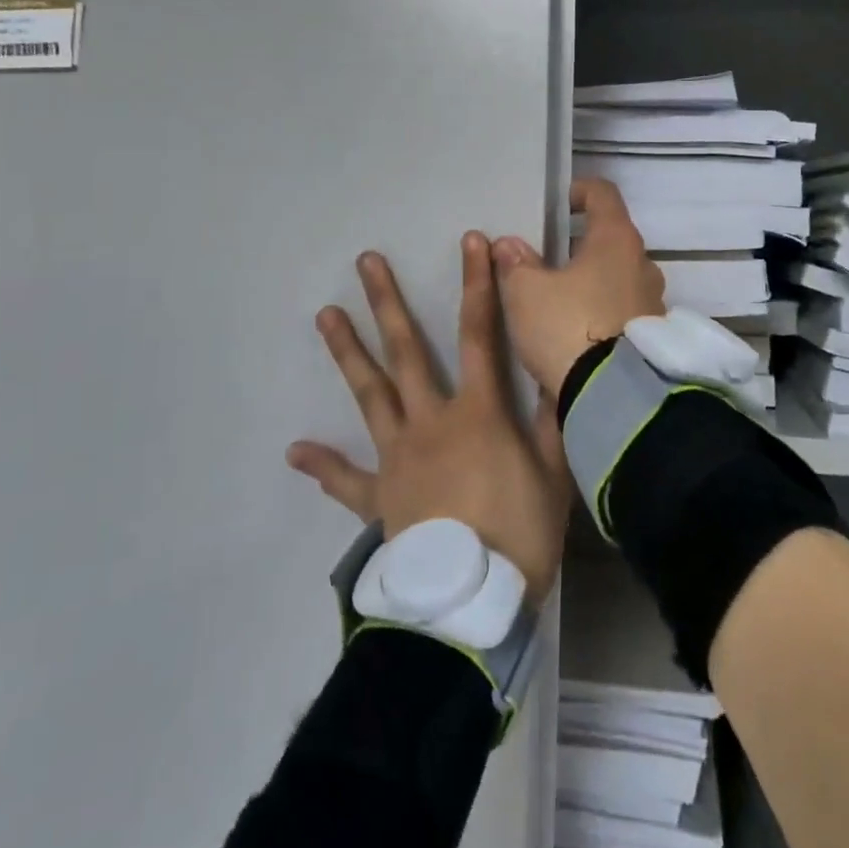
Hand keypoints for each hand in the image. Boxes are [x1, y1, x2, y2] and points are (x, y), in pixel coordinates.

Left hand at [287, 233, 571, 606]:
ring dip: (348, 353)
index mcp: (478, 412)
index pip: (481, 334)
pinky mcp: (379, 497)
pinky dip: (323, 466)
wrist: (469, 605)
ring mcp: (398, 456)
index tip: (470, 242)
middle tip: (365, 263)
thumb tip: (552, 371)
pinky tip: (295, 450)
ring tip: (325, 315)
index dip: (478, 285)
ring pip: (370, 395)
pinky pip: (347, 480)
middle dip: (388, 303)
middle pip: (407, 351)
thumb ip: (551, 420)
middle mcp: (431, 421)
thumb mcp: (554, 475)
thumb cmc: (518, 536)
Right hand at [492, 178, 667, 392]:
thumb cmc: (567, 327)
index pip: (602, 193)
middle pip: (611, 238)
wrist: (613, 398)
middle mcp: (643, 264)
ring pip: (618, 276)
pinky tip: (576, 330)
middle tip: (546, 259)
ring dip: (592, 280)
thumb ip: (515, 263)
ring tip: (559, 298)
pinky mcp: (652, 337)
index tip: (555, 205)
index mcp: (616, 239)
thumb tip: (509, 245)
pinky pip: (624, 309)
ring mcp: (653, 302)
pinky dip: (602, 310)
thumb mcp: (526, 293)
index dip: (576, 191)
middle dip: (579, 244)